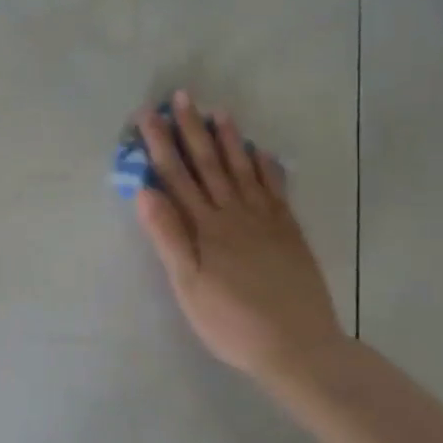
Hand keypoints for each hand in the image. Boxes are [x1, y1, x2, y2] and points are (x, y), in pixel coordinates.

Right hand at [134, 91, 345, 385]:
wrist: (297, 346)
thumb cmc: (230, 322)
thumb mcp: (188, 285)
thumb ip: (168, 236)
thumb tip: (145, 191)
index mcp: (205, 228)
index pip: (176, 177)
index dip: (161, 145)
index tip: (148, 115)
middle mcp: (235, 214)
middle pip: (208, 164)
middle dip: (192, 130)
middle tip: (182, 96)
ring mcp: (266, 220)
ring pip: (242, 170)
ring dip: (229, 140)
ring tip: (218, 112)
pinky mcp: (288, 231)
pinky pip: (275, 189)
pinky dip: (266, 167)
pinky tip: (260, 152)